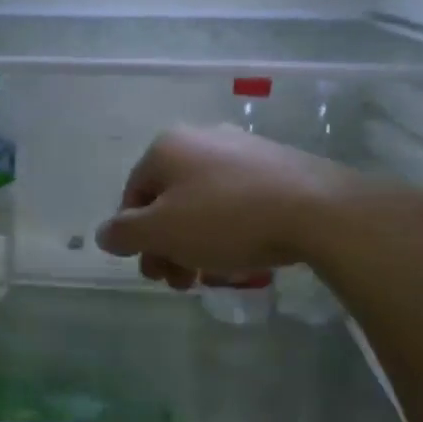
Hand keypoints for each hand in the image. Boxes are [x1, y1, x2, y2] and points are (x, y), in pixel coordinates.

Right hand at [95, 125, 422, 297]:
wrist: (318, 209)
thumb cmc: (227, 218)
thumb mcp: (163, 231)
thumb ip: (125, 233)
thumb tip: (104, 233)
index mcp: (167, 148)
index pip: (133, 195)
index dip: (136, 238)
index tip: (154, 273)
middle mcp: (201, 139)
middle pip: (169, 201)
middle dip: (168, 246)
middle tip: (181, 283)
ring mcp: (241, 149)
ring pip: (203, 204)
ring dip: (197, 244)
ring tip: (214, 277)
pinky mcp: (276, 166)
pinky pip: (237, 202)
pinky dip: (230, 231)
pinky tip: (243, 258)